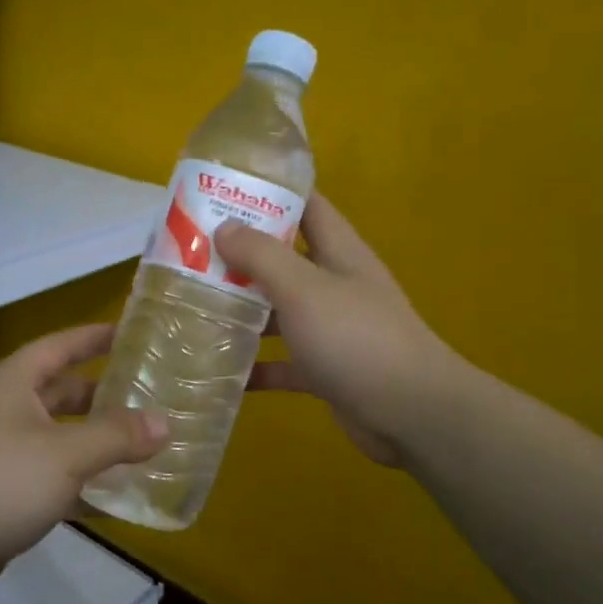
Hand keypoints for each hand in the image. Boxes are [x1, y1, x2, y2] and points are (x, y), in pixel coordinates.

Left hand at [0, 324, 166, 603]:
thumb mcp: (65, 455)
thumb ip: (117, 437)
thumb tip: (164, 423)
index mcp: (13, 384)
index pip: (59, 346)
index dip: (93, 337)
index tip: (130, 333)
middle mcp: (4, 411)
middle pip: (60, 393)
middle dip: (101, 395)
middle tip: (147, 398)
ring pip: (58, 438)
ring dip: (95, 443)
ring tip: (141, 447)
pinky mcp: (0, 493)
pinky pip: (50, 478)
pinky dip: (79, 484)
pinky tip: (113, 498)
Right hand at [215, 193, 460, 467]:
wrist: (411, 413)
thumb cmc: (356, 338)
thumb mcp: (304, 289)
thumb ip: (263, 256)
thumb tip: (225, 227)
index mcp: (339, 252)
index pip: (307, 206)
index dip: (271, 192)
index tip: (224, 190)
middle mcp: (335, 285)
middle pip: (285, 260)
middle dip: (242, 255)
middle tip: (191, 252)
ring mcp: (332, 329)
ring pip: (280, 312)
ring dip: (243, 311)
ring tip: (194, 306)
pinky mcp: (325, 370)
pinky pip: (283, 362)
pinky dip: (256, 365)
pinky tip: (219, 370)